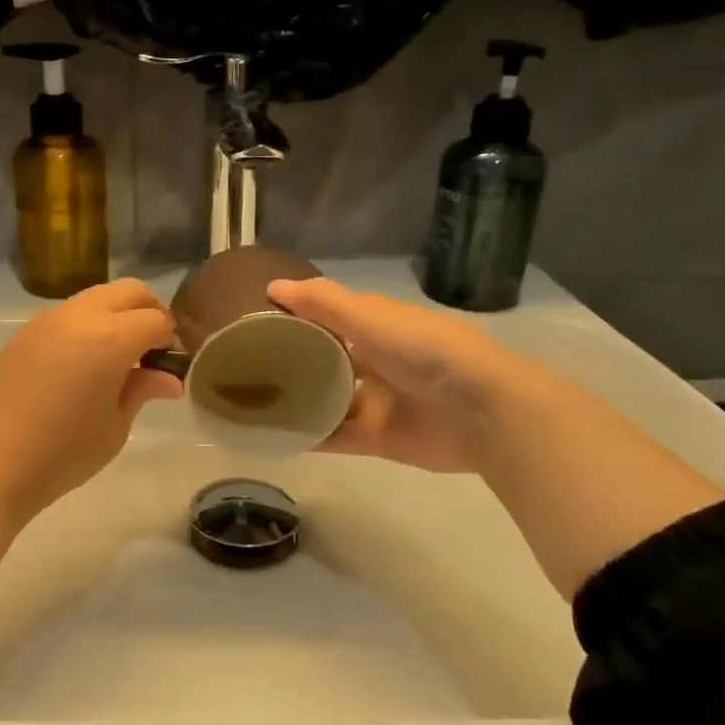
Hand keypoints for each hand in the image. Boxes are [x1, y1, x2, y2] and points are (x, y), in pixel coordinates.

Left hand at [0, 278, 181, 521]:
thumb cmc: (61, 453)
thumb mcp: (114, 427)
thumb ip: (142, 390)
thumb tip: (168, 378)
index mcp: (110, 338)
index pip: (156, 320)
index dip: (171, 340)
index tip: (171, 365)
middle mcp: (80, 316)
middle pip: (129, 291)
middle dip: (150, 312)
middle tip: (152, 352)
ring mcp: (48, 320)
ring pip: (98, 296)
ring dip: (118, 315)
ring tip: (119, 359)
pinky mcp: (25, 332)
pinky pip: (70, 313)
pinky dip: (90, 323)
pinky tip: (85, 363)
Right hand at [267, 277, 515, 472]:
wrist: (480, 410)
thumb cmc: (423, 349)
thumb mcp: (369, 316)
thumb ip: (322, 302)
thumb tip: (272, 286)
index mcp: (376, 326)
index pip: (328, 316)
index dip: (296, 315)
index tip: (254, 318)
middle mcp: (374, 361)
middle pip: (324, 360)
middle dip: (291, 361)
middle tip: (244, 364)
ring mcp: (375, 402)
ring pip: (326, 400)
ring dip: (296, 401)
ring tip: (250, 402)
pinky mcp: (376, 438)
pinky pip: (334, 437)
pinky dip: (309, 437)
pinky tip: (274, 437)